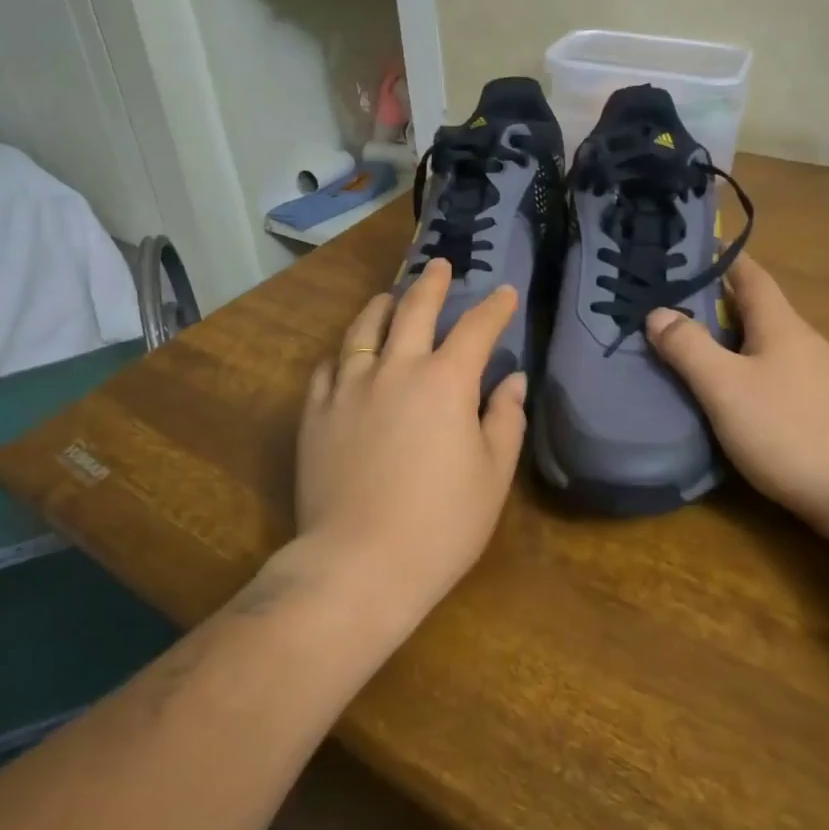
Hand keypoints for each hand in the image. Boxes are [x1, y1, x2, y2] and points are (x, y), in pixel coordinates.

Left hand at [293, 258, 528, 621]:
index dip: (494, 308)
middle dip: (432, 283)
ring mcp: (349, 387)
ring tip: (390, 296)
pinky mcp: (316, 412)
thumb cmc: (440, 524)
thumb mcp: (493, 475)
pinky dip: (344, 352)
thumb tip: (512, 380)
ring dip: (382, 306)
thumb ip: (505, 419)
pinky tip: (348, 353)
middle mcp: (395, 369)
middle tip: (440, 266)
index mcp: (446, 381)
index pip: (476, 329)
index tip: (504, 294)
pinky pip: (328, 366)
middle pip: (414, 310)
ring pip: (364, 329)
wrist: (358, 564)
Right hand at [644, 255, 828, 531]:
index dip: (722, 259)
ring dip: (729, 339)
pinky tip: (728, 393)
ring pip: (764, 344)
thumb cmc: (790, 432)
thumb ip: (689, 347)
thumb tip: (657, 312)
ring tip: (689, 346)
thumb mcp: (726, 387)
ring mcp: (817, 378)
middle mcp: (803, 342)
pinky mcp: (821, 410)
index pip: (751, 276)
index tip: (689, 249)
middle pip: (756, 309)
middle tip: (669, 303)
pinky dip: (744, 369)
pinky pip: (773, 374)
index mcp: (781, 325)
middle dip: (715, 302)